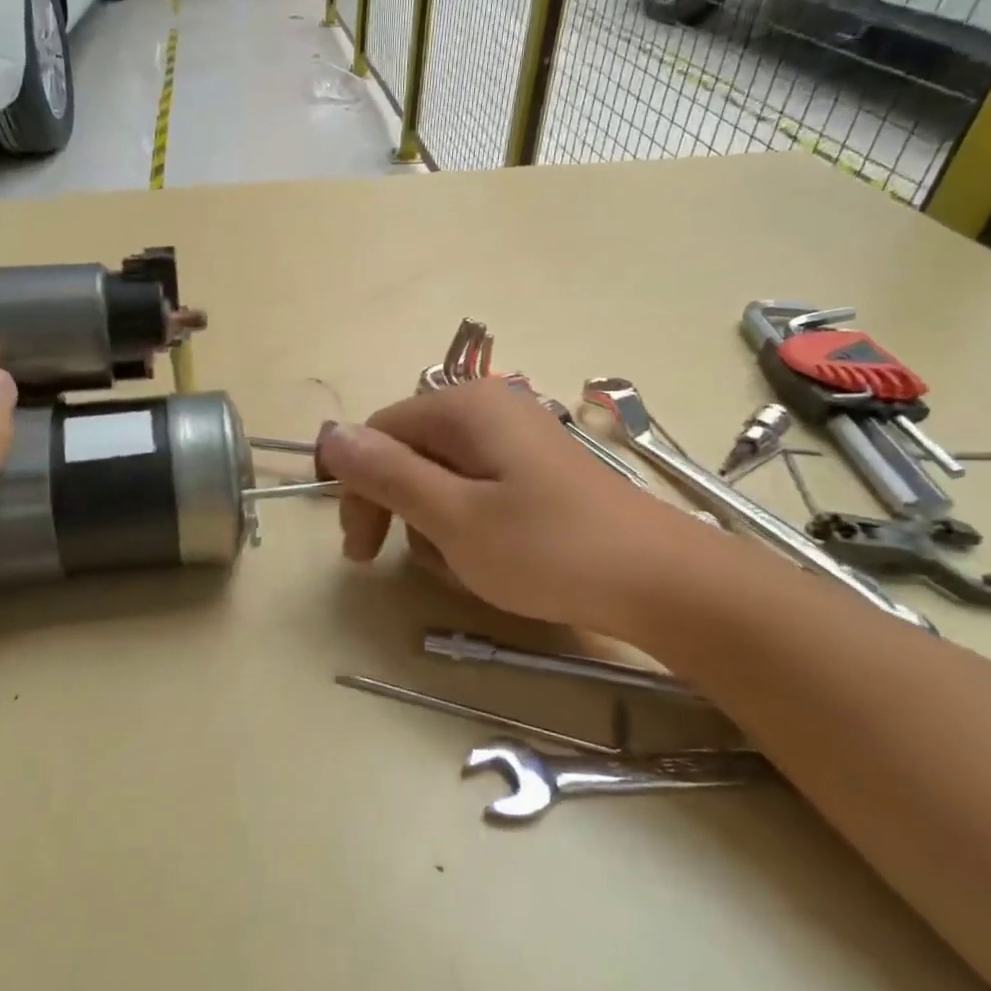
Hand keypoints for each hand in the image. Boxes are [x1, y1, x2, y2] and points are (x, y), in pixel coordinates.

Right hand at [316, 380, 714, 632]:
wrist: (661, 583)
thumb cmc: (549, 550)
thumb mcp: (453, 517)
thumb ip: (387, 473)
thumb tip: (329, 434)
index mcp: (464, 407)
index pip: (378, 433)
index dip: (357, 487)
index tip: (358, 549)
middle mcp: (488, 408)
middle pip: (407, 450)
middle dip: (395, 506)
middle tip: (387, 560)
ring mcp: (516, 437)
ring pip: (439, 474)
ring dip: (432, 522)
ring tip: (459, 563)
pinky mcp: (535, 468)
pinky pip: (475, 487)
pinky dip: (466, 523)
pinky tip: (486, 557)